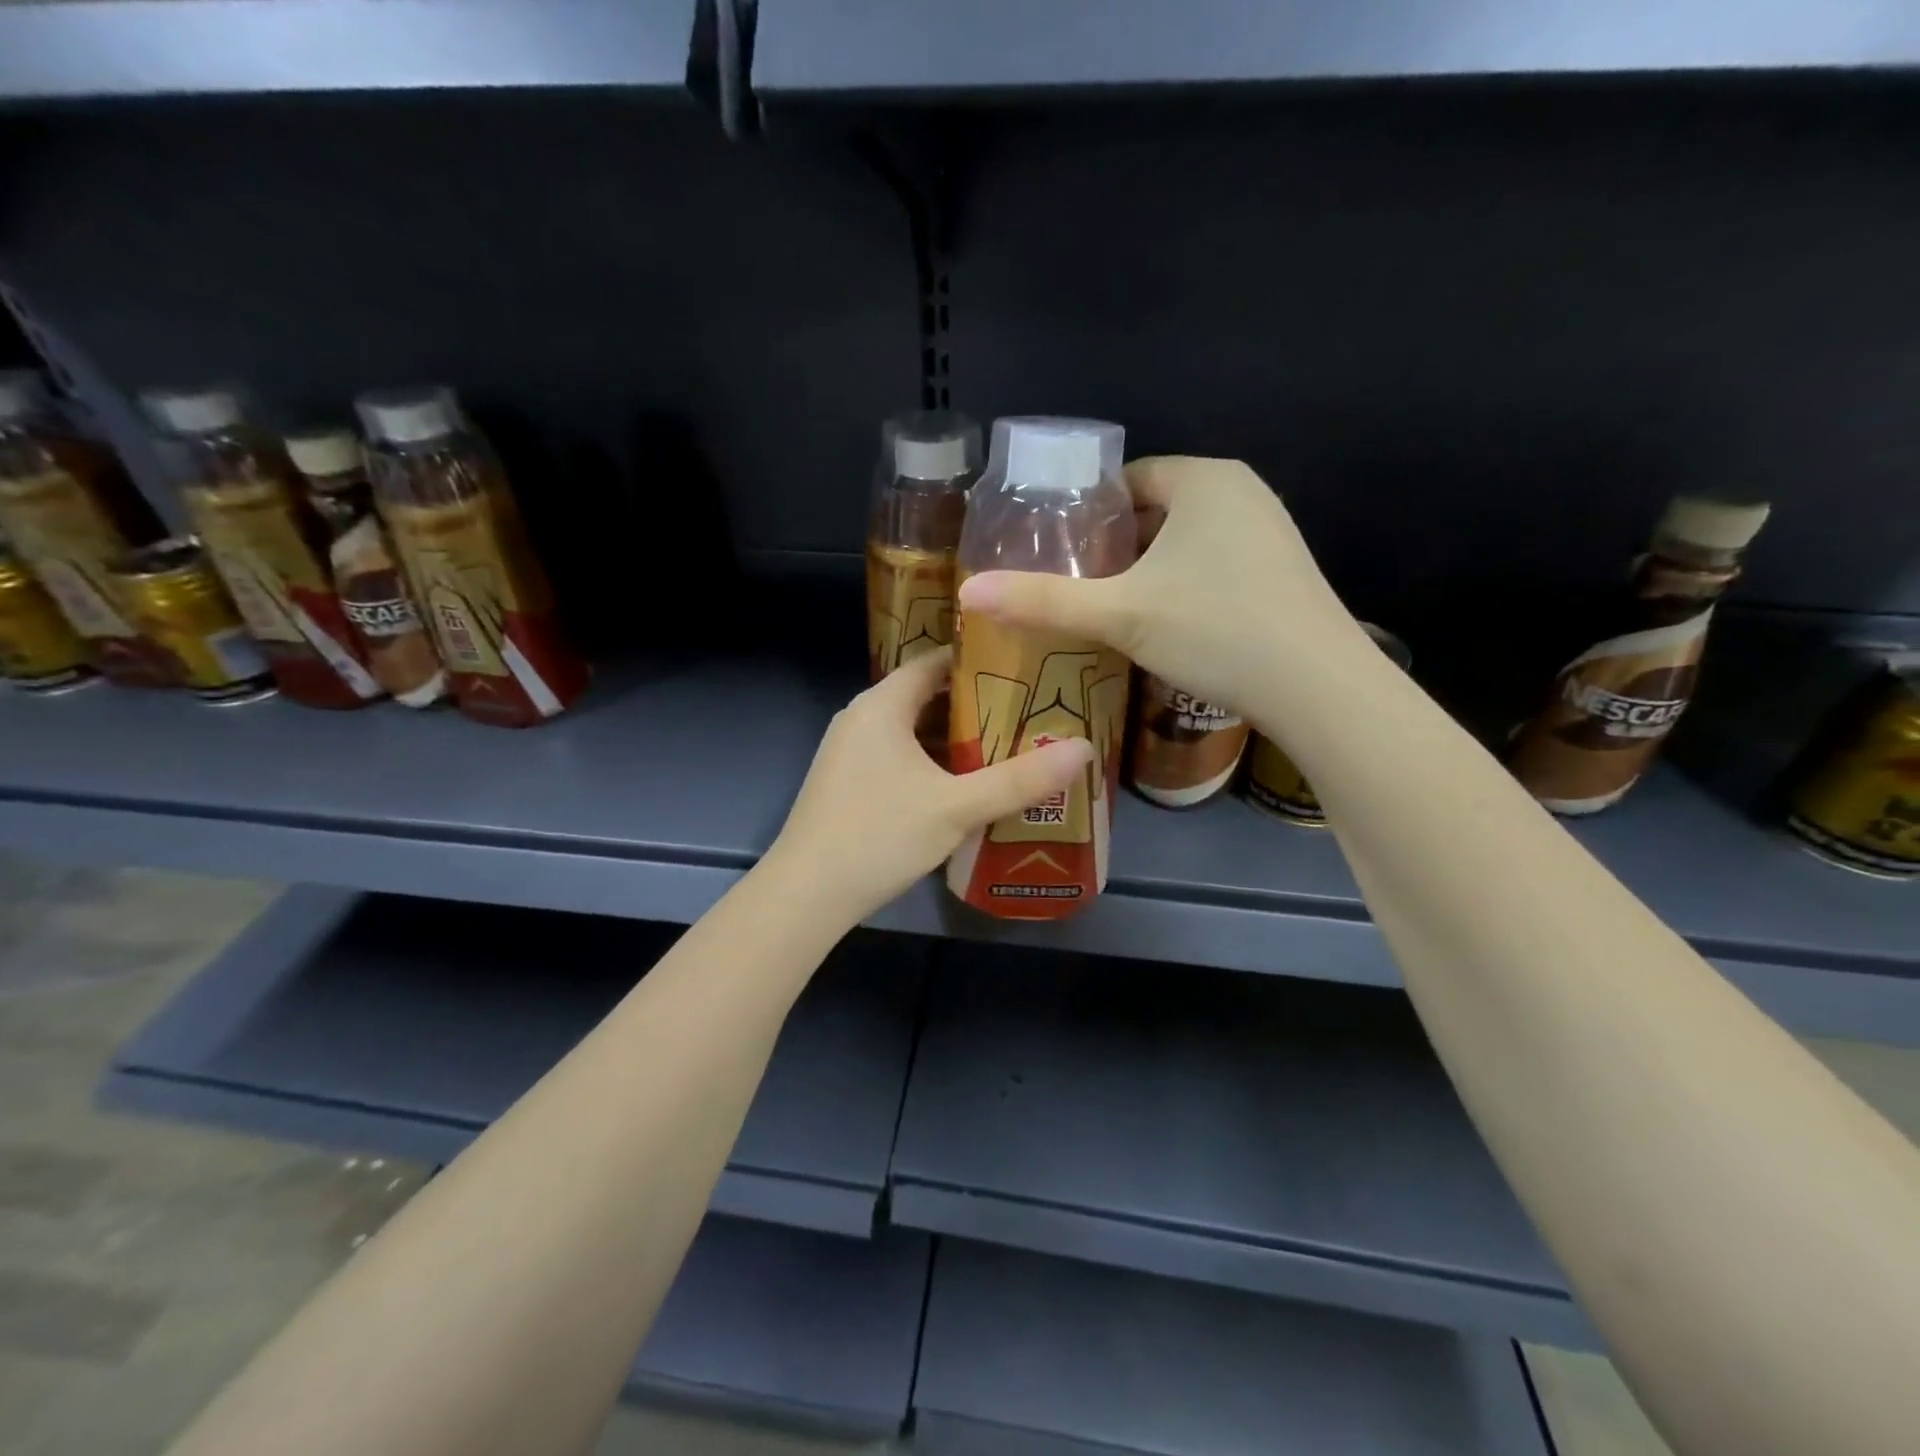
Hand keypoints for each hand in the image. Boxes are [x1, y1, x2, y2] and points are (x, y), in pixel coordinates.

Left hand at [766, 647, 1095, 924]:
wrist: (806, 894)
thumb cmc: (879, 835)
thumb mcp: (957, 807)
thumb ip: (1020, 779)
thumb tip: (1084, 750)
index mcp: (882, 705)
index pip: (935, 662)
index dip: (980, 661)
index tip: (1025, 668)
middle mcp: (861, 718)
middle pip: (926, 696)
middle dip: (976, 705)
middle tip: (1029, 712)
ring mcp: (850, 752)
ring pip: (912, 731)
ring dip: (954, 739)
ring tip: (1008, 746)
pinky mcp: (847, 783)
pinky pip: (898, 756)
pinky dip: (931, 763)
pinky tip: (963, 786)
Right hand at [956, 456, 1370, 722]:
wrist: (1318, 688)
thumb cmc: (1215, 630)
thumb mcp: (1119, 615)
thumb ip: (1042, 601)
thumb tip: (967, 594)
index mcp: (1203, 480)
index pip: (1126, 480)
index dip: (1085, 515)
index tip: (1055, 553)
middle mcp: (1242, 491)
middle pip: (1153, 510)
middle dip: (1113, 546)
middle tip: (1074, 587)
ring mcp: (1268, 531)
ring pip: (1184, 541)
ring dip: (1146, 569)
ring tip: (1109, 610)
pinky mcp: (1280, 572)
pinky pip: (1213, 564)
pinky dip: (1182, 585)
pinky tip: (1165, 626)